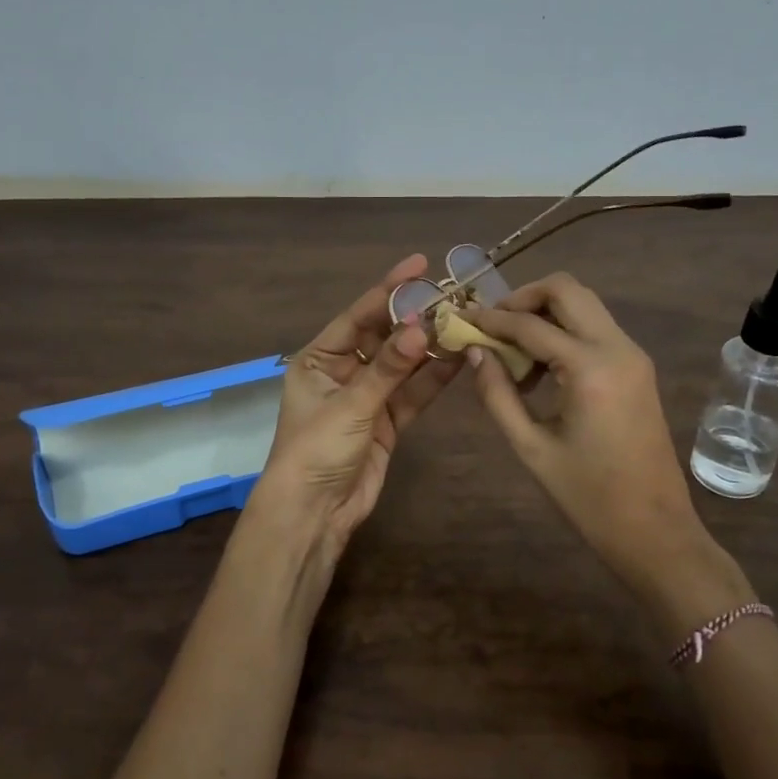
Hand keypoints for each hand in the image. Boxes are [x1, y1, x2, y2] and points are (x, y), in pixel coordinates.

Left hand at [246, 254, 462, 591]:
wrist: (314, 513)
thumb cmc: (316, 450)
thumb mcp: (351, 404)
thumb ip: (389, 367)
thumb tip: (423, 328)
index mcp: (318, 359)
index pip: (358, 316)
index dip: (388, 290)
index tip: (419, 265)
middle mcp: (342, 372)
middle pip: (383, 337)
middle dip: (415, 318)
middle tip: (451, 295)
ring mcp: (367, 397)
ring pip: (403, 364)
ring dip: (429, 347)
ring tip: (463, 321)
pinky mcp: (387, 422)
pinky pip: (412, 393)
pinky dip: (433, 378)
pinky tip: (459, 357)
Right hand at [464, 273, 752, 615]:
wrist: (655, 530)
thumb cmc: (588, 497)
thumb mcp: (531, 447)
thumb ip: (498, 394)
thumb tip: (475, 352)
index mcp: (590, 368)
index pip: (530, 324)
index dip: (490, 319)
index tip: (460, 319)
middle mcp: (617, 348)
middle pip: (567, 289)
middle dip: (523, 298)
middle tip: (492, 325)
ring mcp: (633, 355)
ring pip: (584, 304)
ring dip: (545, 313)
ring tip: (512, 350)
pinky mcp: (638, 368)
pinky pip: (596, 329)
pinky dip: (564, 331)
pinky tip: (540, 368)